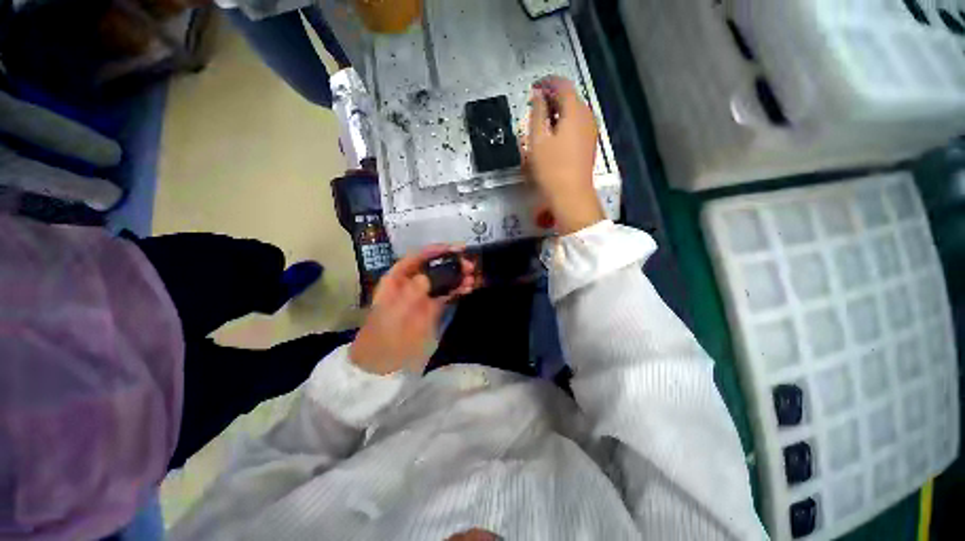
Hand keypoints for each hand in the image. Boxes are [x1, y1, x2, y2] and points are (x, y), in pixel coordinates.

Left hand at [349, 246, 477, 374]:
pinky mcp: (433, 307)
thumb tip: (426, 277)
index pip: (416, 258)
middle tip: (468, 264)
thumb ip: (409, 294)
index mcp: (397, 279)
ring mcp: (424, 295)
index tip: (452, 249)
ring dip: (458, 276)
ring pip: (443, 279)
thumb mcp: (393, 313)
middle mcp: (412, 283)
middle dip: (451, 263)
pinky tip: (468, 288)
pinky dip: (458, 289)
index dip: (434, 251)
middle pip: (433, 267)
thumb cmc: (383, 334)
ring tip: (472, 276)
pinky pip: (448, 294)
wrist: (383, 359)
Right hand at [526, 76, 604, 234]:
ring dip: (558, 111)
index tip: (533, 88)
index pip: (562, 85)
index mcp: (574, 111)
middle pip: (570, 97)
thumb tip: (538, 96)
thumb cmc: (551, 168)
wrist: (571, 195)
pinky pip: (577, 124)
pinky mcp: (589, 143)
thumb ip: (537, 113)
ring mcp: (591, 130)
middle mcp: (587, 115)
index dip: (547, 83)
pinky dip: (565, 122)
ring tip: (542, 121)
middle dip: (552, 97)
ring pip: (574, 111)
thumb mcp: (538, 139)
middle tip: (535, 106)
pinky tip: (555, 135)